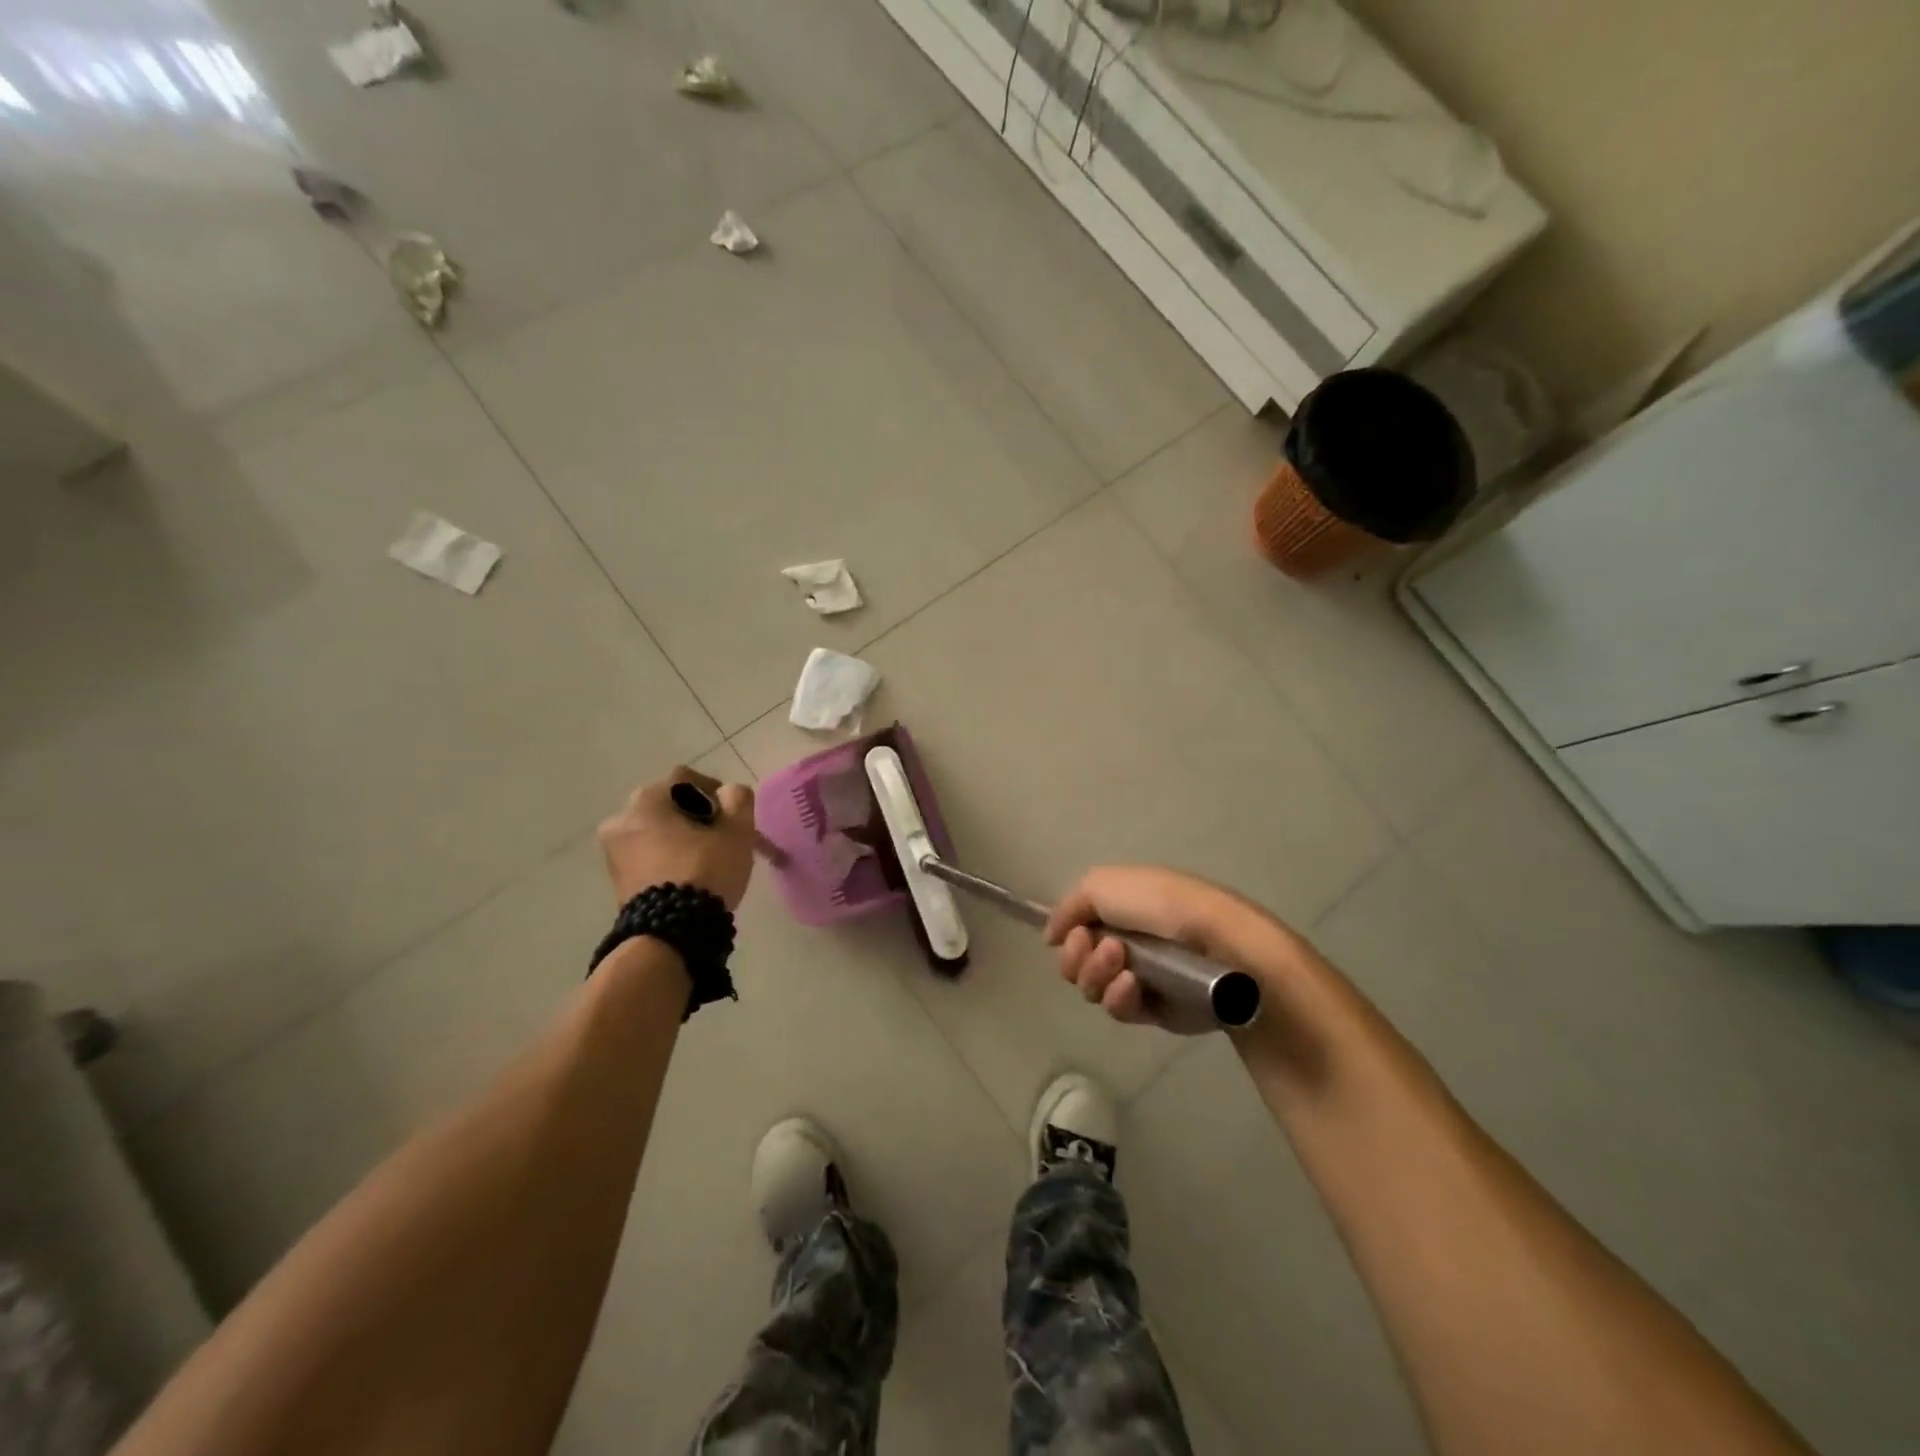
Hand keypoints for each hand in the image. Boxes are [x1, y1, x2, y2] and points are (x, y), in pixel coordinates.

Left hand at [598, 768, 757, 909]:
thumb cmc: (704, 872)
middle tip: (721, 836)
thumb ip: (738, 800)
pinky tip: (688, 875)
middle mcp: (621, 818)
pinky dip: (667, 857)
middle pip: (668, 805)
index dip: (714, 790)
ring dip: (681, 837)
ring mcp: (613, 851)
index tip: (732, 814)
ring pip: (656, 831)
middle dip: (697, 816)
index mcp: (646, 800)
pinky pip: (647, 854)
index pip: (685, 779)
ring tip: (707, 858)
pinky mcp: (616, 878)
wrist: (670, 933)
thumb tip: (729, 792)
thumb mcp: (736, 833)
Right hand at [1043, 866, 1306, 1030]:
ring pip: (1091, 988)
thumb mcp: (1103, 883)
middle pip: (1075, 962)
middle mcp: (1124, 941)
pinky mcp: (1152, 1010)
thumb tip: (1051, 936)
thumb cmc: (1162, 904)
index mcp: (1117, 908)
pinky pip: (1117, 1009)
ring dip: (1097, 975)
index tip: (1076, 933)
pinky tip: (1132, 986)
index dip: (1068, 934)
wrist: (1218, 945)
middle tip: (1102, 949)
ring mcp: (1137, 977)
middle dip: (1078, 958)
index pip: (1073, 929)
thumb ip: (1068, 907)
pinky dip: (1118, 997)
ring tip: (1122, 964)